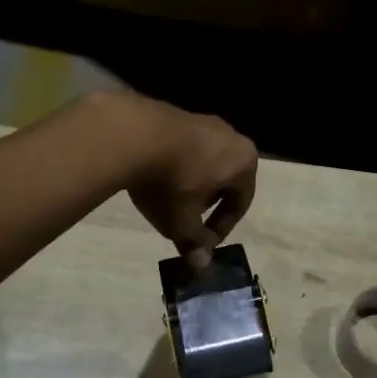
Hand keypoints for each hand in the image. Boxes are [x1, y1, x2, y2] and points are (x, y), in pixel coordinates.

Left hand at [112, 91, 257, 266]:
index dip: (220, 229)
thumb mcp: (182, 222)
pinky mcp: (176, 113)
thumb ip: (194, 243)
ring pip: (204, 162)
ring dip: (190, 183)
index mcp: (244, 162)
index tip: (200, 243)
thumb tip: (200, 264)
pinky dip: (174, 165)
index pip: (240, 203)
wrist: (132, 134)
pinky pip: (183, 148)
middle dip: (206, 204)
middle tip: (186, 220)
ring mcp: (203, 120)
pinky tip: (153, 176)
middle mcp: (231, 136)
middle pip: (224, 179)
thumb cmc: (171, 182)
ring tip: (167, 199)